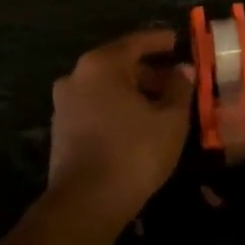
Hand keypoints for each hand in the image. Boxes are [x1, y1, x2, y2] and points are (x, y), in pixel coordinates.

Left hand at [48, 30, 193, 222]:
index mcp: (101, 64)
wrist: (85, 203)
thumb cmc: (134, 152)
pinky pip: (96, 107)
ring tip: (163, 106)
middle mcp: (77, 76)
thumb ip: (179, 88)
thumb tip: (183, 71)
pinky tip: (139, 125)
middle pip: (119, 65)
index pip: (136, 42)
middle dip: (150, 72)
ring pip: (107, 88)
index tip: (179, 41)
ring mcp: (64, 103)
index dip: (161, 41)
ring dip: (134, 92)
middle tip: (177, 82)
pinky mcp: (61, 129)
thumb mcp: (170, 119)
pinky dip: (118, 108)